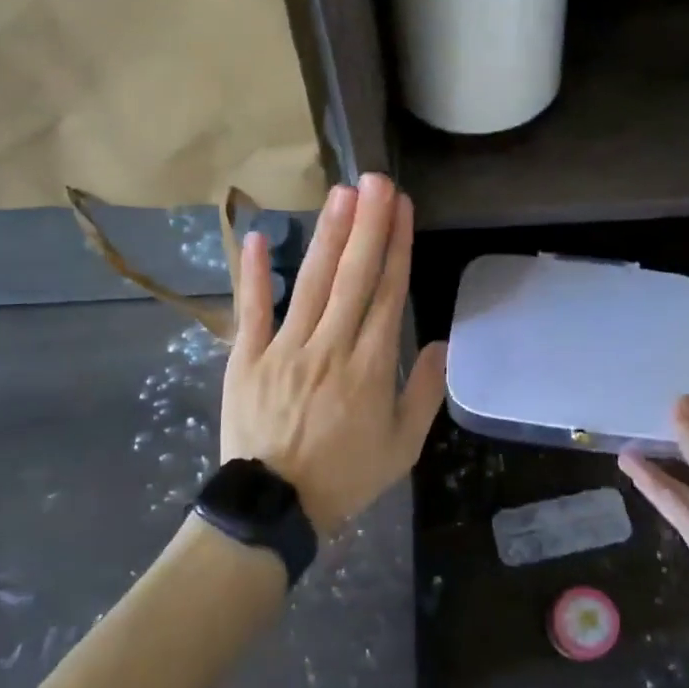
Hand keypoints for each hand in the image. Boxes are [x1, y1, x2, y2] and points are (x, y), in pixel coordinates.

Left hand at [220, 174, 447, 536]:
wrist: (275, 508)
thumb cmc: (344, 477)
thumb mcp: (402, 447)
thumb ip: (423, 393)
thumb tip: (441, 344)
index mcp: (370, 367)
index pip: (388, 294)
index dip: (397, 247)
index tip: (404, 208)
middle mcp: (330, 346)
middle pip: (354, 276)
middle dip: (368, 224)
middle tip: (376, 180)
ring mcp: (285, 349)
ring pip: (311, 283)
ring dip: (328, 236)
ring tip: (341, 194)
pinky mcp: (247, 358)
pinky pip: (251, 310)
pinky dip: (253, 274)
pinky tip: (258, 236)